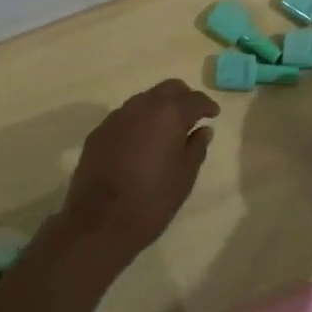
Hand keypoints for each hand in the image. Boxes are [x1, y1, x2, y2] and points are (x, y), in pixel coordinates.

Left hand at [60, 80, 219, 267]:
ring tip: (166, 132)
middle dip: (183, 98)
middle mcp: (141, 106)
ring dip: (158, 109)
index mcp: (168, 114)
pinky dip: (138, 123)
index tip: (213, 115)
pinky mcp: (98, 132)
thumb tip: (203, 130)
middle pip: (167, 89)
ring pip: (144, 100)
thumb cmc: (153, 200)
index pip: (193, 98)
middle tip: (192, 117)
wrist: (100, 222)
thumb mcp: (185, 176)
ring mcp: (116, 117)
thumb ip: (196, 147)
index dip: (206, 105)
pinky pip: (125, 117)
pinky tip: (140, 145)